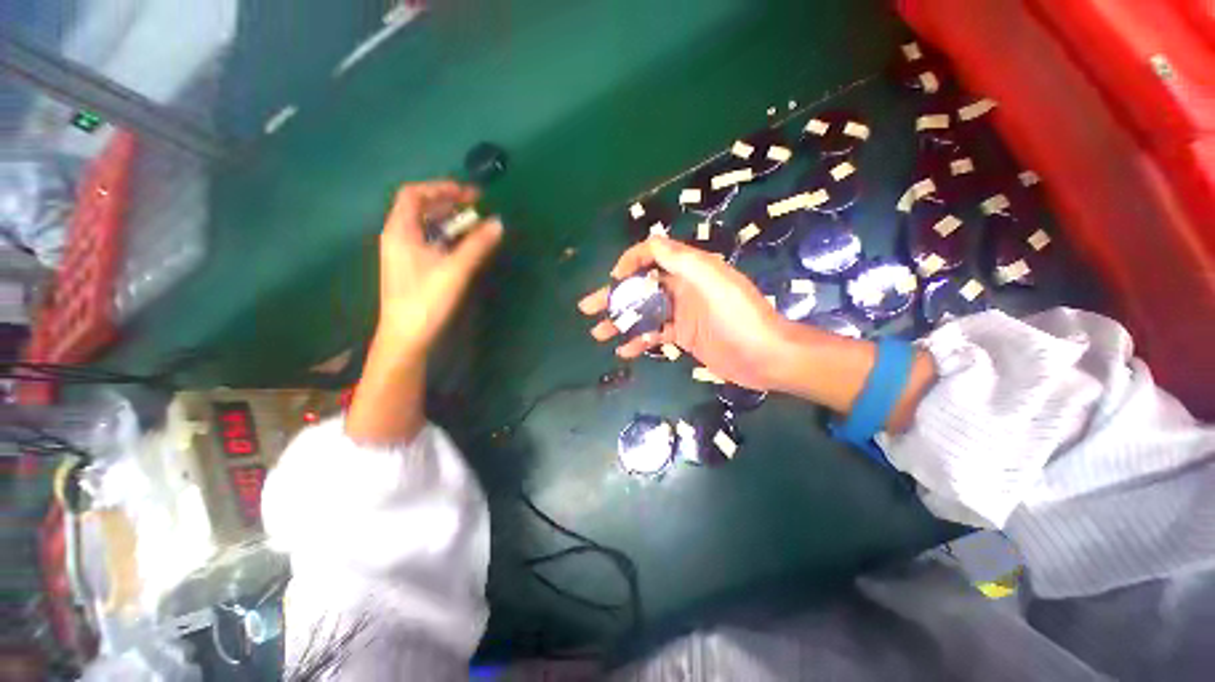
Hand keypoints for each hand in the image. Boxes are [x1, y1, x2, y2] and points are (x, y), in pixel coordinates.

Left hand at [347, 181, 501, 444]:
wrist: (406, 336)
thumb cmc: (426, 300)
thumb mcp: (455, 269)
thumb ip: (477, 245)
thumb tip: (499, 223)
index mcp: (400, 230)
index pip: (414, 194)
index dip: (441, 188)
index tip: (469, 194)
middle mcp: (398, 237)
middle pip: (420, 209)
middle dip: (449, 204)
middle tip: (478, 208)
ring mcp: (404, 253)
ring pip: (426, 226)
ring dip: (451, 222)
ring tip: (476, 225)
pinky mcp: (412, 268)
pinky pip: (430, 242)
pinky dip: (448, 238)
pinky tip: (465, 246)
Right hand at [578, 236, 791, 390]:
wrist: (765, 356)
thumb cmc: (740, 316)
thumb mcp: (713, 281)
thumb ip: (682, 261)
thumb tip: (650, 244)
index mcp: (690, 269)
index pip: (654, 254)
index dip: (631, 262)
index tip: (614, 279)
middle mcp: (682, 287)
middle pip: (641, 287)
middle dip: (614, 296)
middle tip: (587, 308)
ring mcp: (681, 314)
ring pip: (643, 312)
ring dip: (620, 321)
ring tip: (597, 333)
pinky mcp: (683, 336)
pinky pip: (655, 334)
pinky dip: (639, 341)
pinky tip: (624, 351)